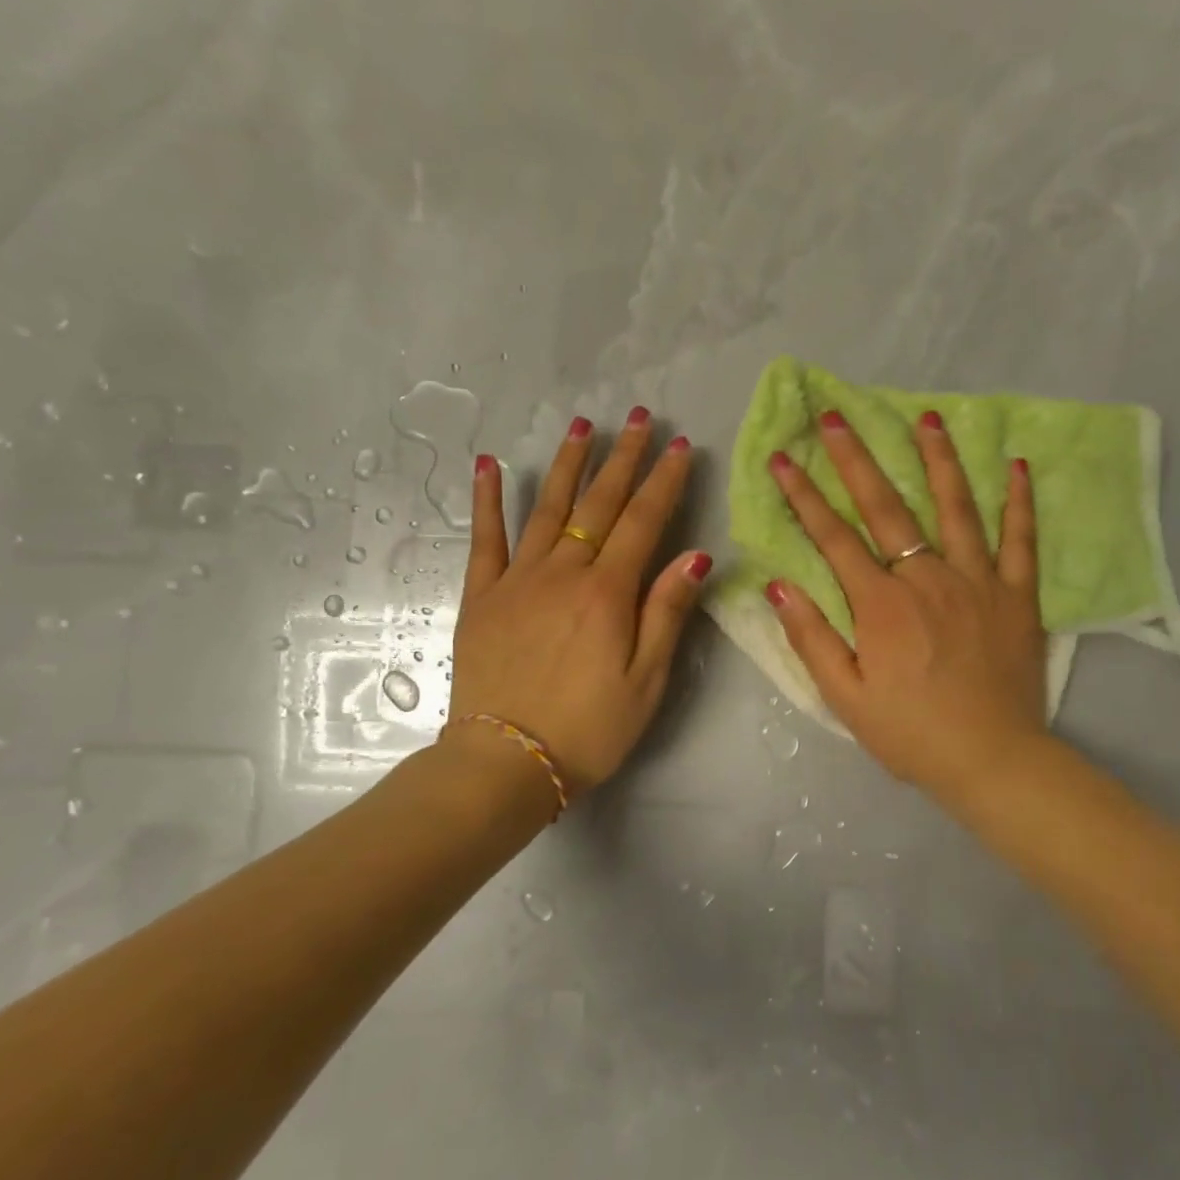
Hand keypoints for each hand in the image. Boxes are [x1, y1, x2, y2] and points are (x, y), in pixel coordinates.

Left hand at [446, 407, 710, 793]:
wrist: (506, 762)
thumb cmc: (589, 729)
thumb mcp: (646, 681)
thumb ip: (666, 613)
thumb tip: (696, 556)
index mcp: (608, 594)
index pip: (644, 523)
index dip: (664, 482)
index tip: (678, 446)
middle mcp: (563, 573)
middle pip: (599, 505)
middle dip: (623, 459)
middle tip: (639, 417)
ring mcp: (517, 580)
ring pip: (547, 509)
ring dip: (568, 465)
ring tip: (583, 425)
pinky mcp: (482, 597)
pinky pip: (485, 539)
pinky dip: (487, 500)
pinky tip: (489, 465)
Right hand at [764, 409, 1048, 796]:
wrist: (992, 760)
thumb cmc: (911, 734)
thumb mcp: (845, 697)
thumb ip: (812, 638)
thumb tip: (778, 586)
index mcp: (882, 605)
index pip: (834, 538)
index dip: (804, 496)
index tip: (783, 457)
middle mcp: (928, 578)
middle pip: (888, 508)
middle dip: (857, 459)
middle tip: (837, 416)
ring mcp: (979, 582)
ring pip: (956, 508)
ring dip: (938, 459)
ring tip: (925, 417)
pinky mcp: (1018, 596)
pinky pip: (1020, 540)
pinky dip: (1018, 502)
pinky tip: (1015, 465)